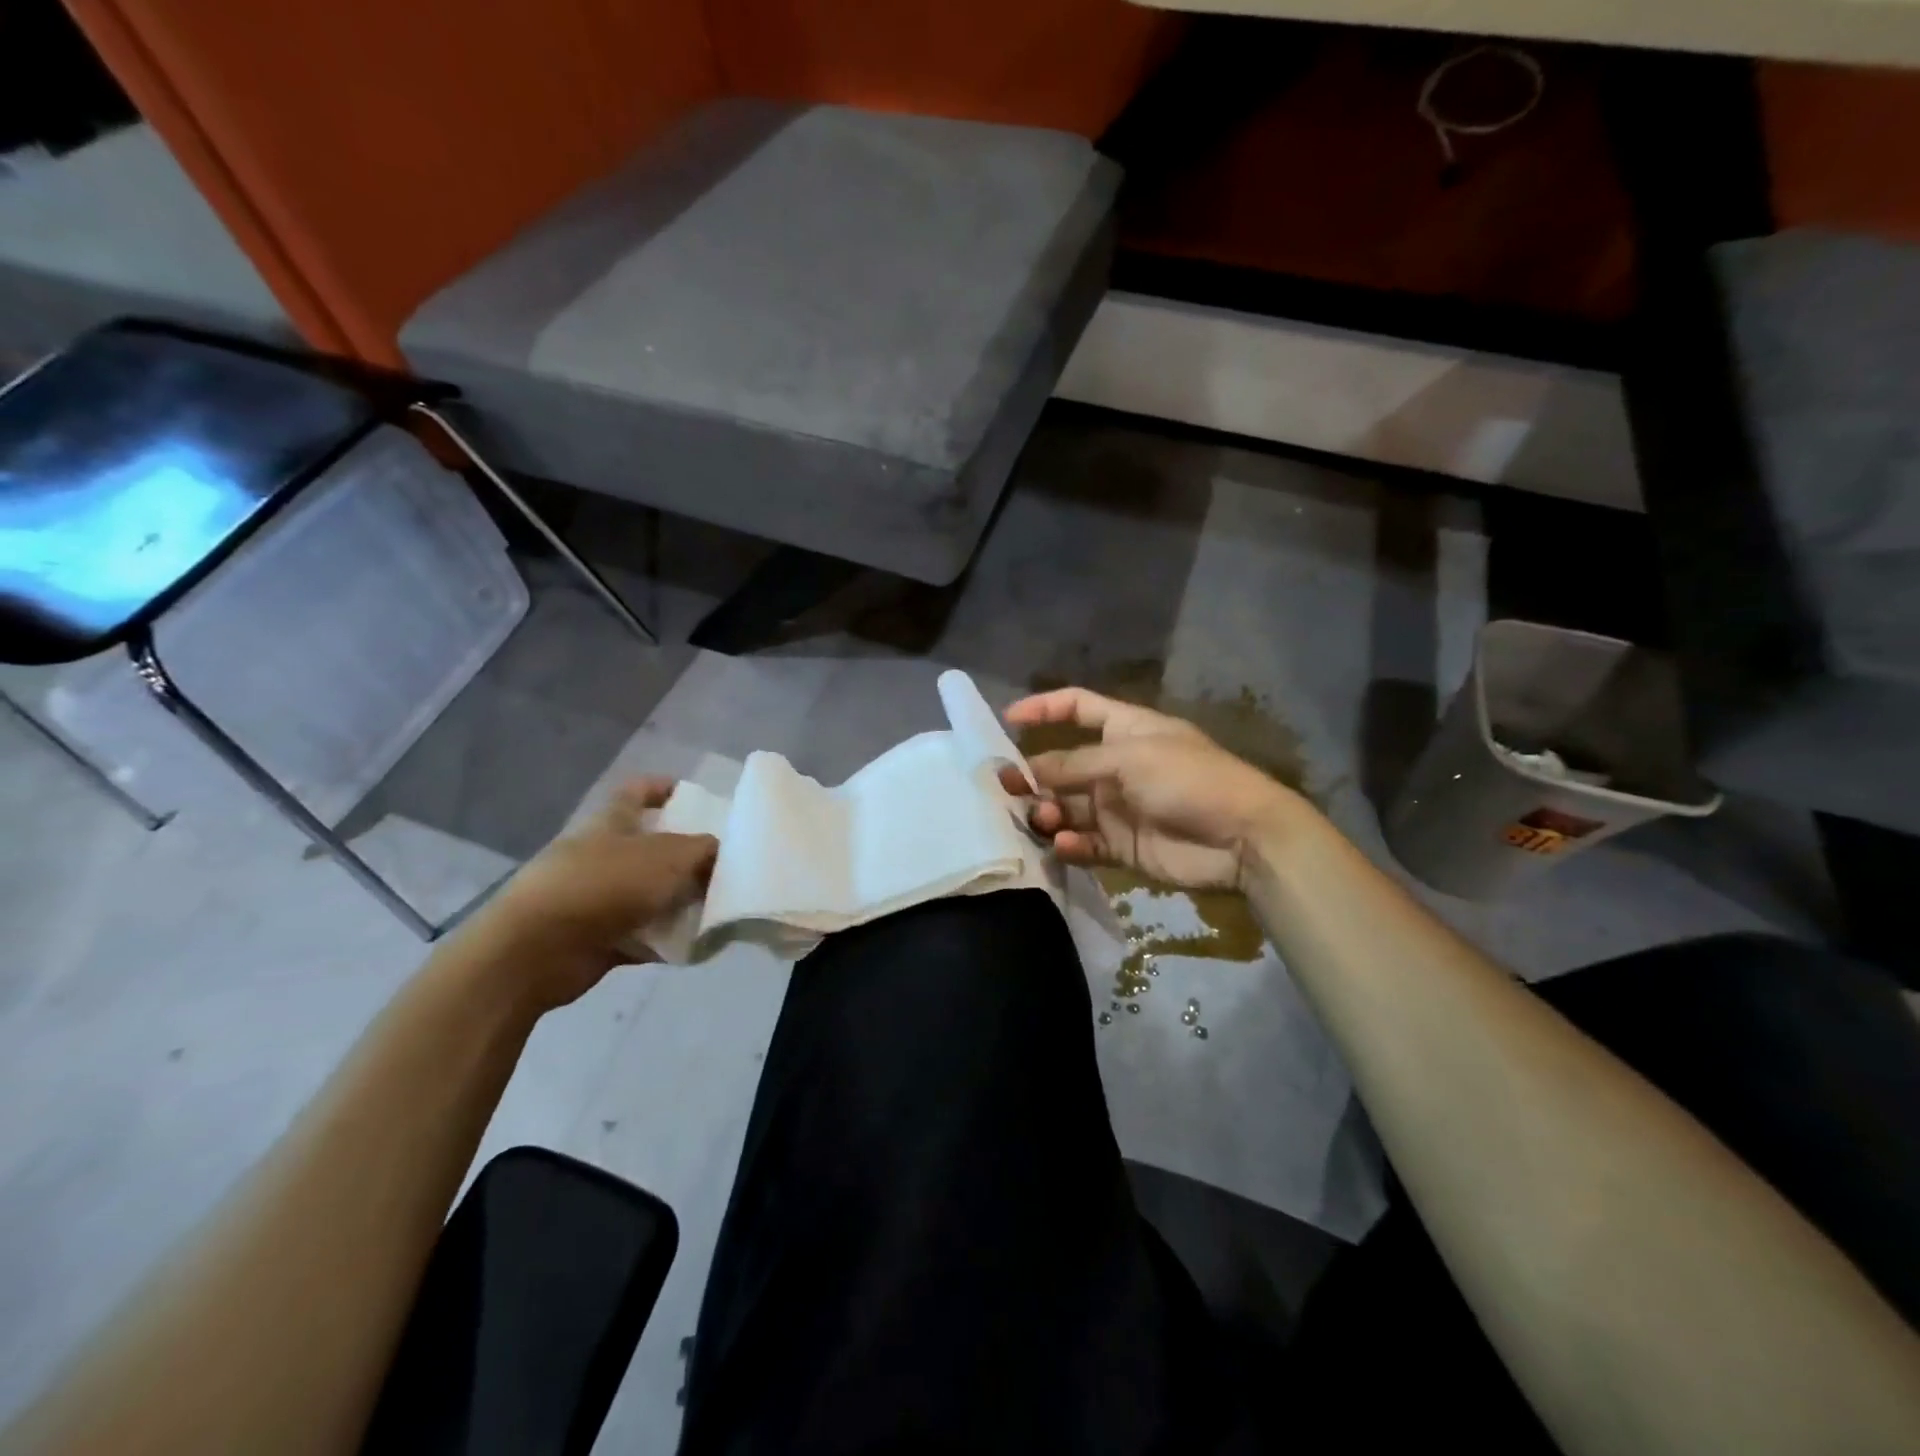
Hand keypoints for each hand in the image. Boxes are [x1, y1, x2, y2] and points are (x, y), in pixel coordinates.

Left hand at [455, 778, 716, 1011]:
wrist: (535, 950)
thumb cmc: (604, 885)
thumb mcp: (669, 857)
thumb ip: (702, 850)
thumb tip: (718, 852)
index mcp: (612, 821)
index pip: (638, 791)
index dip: (664, 788)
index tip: (697, 798)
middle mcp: (603, 854)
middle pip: (652, 847)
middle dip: (688, 856)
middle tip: (727, 865)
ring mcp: (598, 897)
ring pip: (651, 893)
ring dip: (681, 902)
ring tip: (720, 909)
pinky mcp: (597, 937)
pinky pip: (643, 934)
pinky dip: (666, 940)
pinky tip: (696, 945)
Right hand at [1003, 688, 1302, 891]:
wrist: (1242, 837)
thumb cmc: (1188, 779)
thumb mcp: (1129, 758)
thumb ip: (1074, 765)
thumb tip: (1025, 771)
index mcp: (1124, 729)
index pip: (1077, 707)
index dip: (1043, 708)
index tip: (1007, 720)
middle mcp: (1116, 765)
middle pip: (1062, 765)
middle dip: (1032, 775)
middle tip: (1006, 789)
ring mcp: (1118, 807)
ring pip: (1067, 807)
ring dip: (1048, 812)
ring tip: (1042, 819)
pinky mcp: (1123, 845)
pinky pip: (1084, 842)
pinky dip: (1069, 844)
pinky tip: (1063, 845)